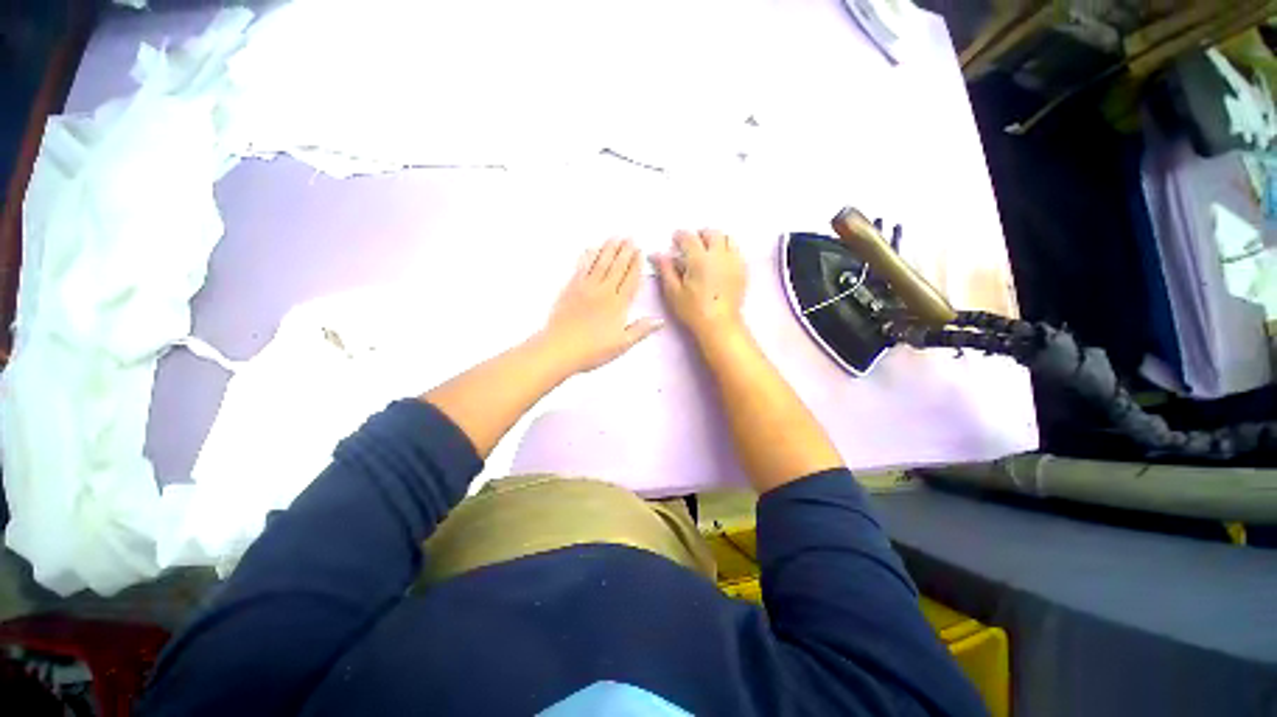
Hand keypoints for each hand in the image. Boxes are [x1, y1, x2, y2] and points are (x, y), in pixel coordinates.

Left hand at [542, 238, 662, 372]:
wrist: (560, 348)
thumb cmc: (593, 350)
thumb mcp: (622, 344)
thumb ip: (641, 330)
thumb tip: (659, 321)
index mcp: (618, 305)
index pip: (630, 280)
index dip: (636, 265)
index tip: (640, 252)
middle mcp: (603, 292)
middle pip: (616, 267)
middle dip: (625, 252)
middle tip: (630, 238)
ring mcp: (585, 288)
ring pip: (600, 263)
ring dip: (609, 249)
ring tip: (615, 237)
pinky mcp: (570, 289)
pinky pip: (581, 268)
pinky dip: (587, 257)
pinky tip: (591, 249)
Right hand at [653, 229, 746, 344]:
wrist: (719, 325)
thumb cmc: (693, 311)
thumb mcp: (673, 292)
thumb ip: (666, 269)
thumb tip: (657, 254)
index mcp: (699, 259)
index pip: (689, 237)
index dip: (680, 236)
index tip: (674, 240)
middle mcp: (719, 255)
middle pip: (712, 233)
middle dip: (700, 235)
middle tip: (691, 244)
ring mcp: (733, 262)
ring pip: (728, 239)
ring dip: (716, 240)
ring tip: (708, 251)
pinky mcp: (742, 271)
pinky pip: (736, 252)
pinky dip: (727, 250)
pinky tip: (720, 262)